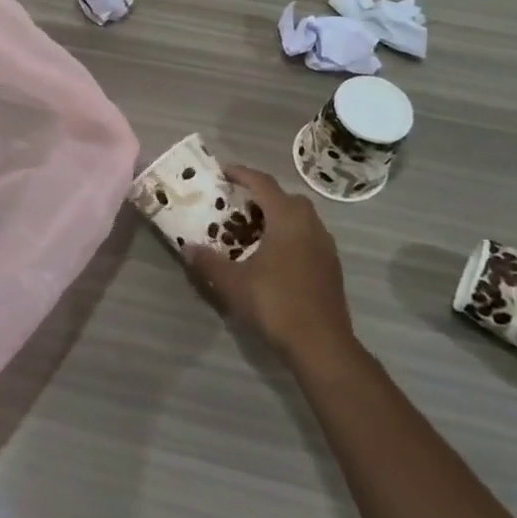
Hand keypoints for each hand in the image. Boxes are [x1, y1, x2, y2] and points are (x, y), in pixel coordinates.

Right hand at [185, 166, 359, 369]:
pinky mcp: (331, 266)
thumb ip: (208, 262)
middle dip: (260, 196)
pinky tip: (271, 257)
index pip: (263, 183)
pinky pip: (307, 237)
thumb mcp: (233, 283)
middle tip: (236, 205)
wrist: (322, 345)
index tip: (222, 172)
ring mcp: (325, 246)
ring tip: (251, 231)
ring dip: (276, 217)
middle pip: (284, 198)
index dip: (241, 174)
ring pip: (299, 218)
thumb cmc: (276, 304)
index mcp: (287, 218)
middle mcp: (310, 224)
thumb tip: (186, 247)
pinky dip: (288, 236)